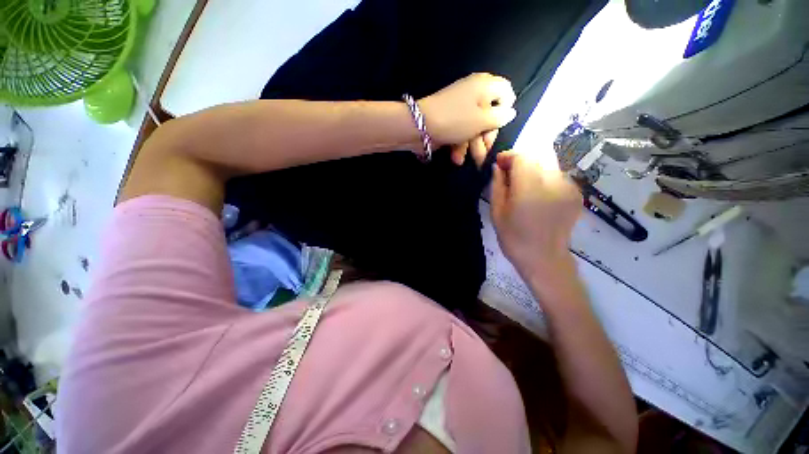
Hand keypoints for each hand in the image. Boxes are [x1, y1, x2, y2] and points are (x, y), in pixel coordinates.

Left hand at [418, 73, 516, 165]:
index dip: (507, 107)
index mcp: (484, 85)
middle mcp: (474, 91)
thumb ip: (502, 117)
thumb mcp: (485, 120)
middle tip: (484, 148)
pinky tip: (457, 156)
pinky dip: (462, 141)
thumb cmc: (456, 120)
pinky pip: (463, 127)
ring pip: (477, 123)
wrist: (418, 126)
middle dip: (488, 133)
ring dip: (475, 143)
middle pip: (492, 112)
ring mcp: (461, 103)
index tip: (501, 122)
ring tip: (471, 159)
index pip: (506, 89)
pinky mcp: (450, 115)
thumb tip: (510, 112)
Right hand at [490, 150, 581, 281]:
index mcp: (530, 185)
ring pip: (549, 167)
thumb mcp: (497, 214)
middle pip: (536, 158)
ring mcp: (568, 187)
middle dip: (524, 164)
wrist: (546, 261)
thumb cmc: (517, 241)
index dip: (509, 157)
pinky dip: (551, 182)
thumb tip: (498, 167)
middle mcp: (552, 180)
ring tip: (531, 191)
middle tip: (514, 178)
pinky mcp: (576, 195)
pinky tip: (545, 199)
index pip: (521, 156)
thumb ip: (497, 185)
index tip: (500, 166)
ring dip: (538, 172)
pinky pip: (560, 178)